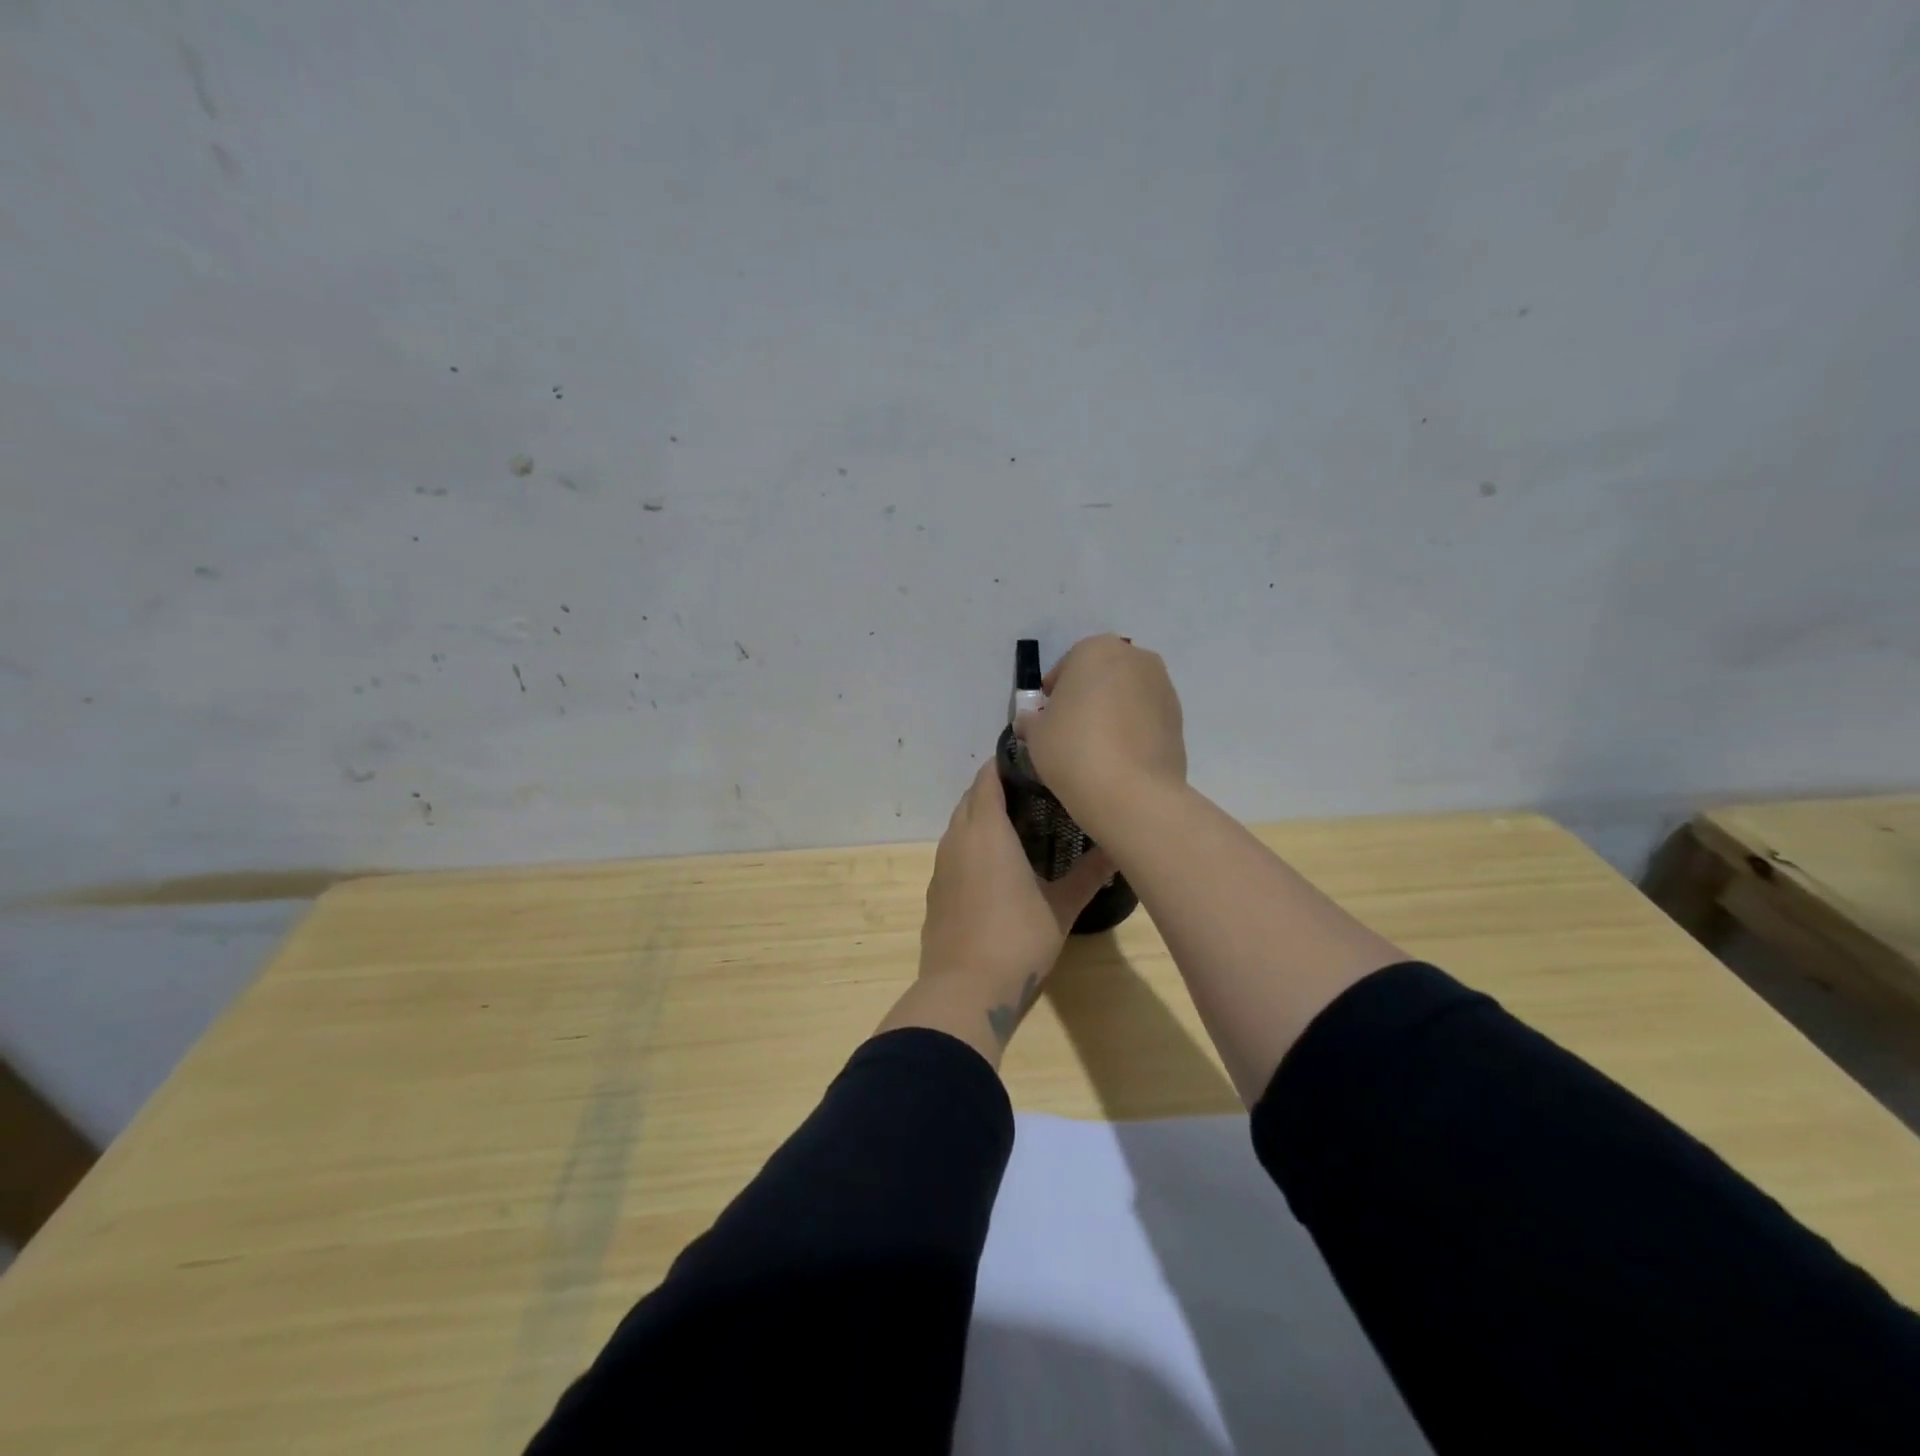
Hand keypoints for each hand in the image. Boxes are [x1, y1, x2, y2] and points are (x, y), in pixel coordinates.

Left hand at [910, 761, 1112, 1054]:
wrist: (964, 990)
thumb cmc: (1017, 939)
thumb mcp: (1061, 907)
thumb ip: (1089, 874)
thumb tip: (1119, 848)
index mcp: (986, 831)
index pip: (989, 778)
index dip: (1007, 763)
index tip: (1035, 760)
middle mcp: (957, 839)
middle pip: (972, 797)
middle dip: (997, 787)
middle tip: (1036, 791)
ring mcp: (941, 865)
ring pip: (959, 824)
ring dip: (982, 815)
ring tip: (1019, 823)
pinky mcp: (935, 890)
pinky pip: (953, 851)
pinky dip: (971, 844)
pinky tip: (996, 864)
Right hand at [1016, 634, 1185, 832]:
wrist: (1132, 793)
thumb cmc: (1073, 750)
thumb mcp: (1035, 734)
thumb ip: (1032, 720)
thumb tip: (1031, 720)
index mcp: (1096, 649)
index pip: (1066, 666)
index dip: (1052, 694)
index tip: (1046, 720)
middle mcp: (1135, 658)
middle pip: (1101, 675)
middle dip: (1087, 697)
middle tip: (1070, 731)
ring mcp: (1163, 687)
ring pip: (1127, 695)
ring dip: (1112, 712)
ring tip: (1097, 748)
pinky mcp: (1179, 718)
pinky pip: (1146, 718)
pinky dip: (1133, 730)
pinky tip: (1119, 759)